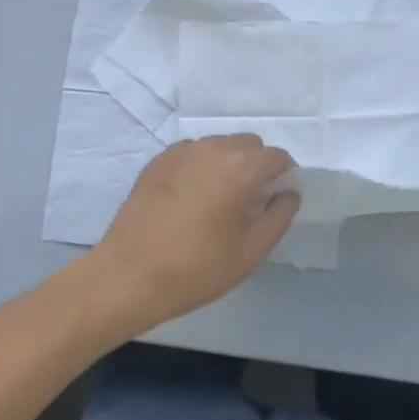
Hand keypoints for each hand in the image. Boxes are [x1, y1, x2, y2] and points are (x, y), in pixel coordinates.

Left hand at [87, 135, 299, 334]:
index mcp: (241, 167)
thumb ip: (278, 217)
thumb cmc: (196, 268)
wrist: (129, 274)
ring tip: (219, 201)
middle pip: (248, 145)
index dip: (284, 175)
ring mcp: (181, 151)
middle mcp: (213, 147)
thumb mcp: (250, 252)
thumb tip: (289, 193)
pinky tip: (191, 198)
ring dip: (228, 164)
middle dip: (257, 166)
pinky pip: (192, 153)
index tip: (278, 199)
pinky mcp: (158, 161)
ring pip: (219, 145)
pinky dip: (201, 167)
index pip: (277, 156)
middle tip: (250, 202)